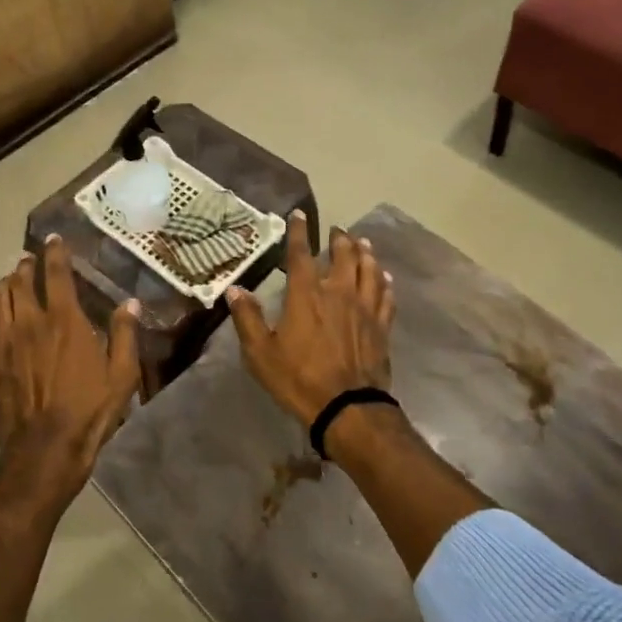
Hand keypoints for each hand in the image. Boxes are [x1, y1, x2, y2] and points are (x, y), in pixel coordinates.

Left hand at [0, 235, 141, 510]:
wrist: (46, 449)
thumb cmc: (90, 410)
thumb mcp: (122, 374)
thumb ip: (126, 335)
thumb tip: (131, 303)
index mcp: (65, 321)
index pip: (56, 274)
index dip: (55, 252)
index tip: (54, 239)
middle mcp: (30, 323)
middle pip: (21, 282)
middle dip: (26, 266)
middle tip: (30, 259)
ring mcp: (5, 343)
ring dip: (4, 284)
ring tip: (10, 279)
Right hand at [226, 213, 393, 429]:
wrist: (347, 407)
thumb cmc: (298, 379)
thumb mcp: (260, 353)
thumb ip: (247, 318)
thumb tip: (234, 289)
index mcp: (306, 295)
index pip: (301, 254)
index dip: (299, 232)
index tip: (299, 215)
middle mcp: (338, 293)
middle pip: (344, 256)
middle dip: (339, 239)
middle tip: (337, 230)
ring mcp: (364, 309)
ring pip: (369, 270)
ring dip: (365, 253)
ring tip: (363, 243)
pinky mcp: (381, 326)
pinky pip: (386, 296)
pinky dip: (384, 282)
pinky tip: (384, 277)